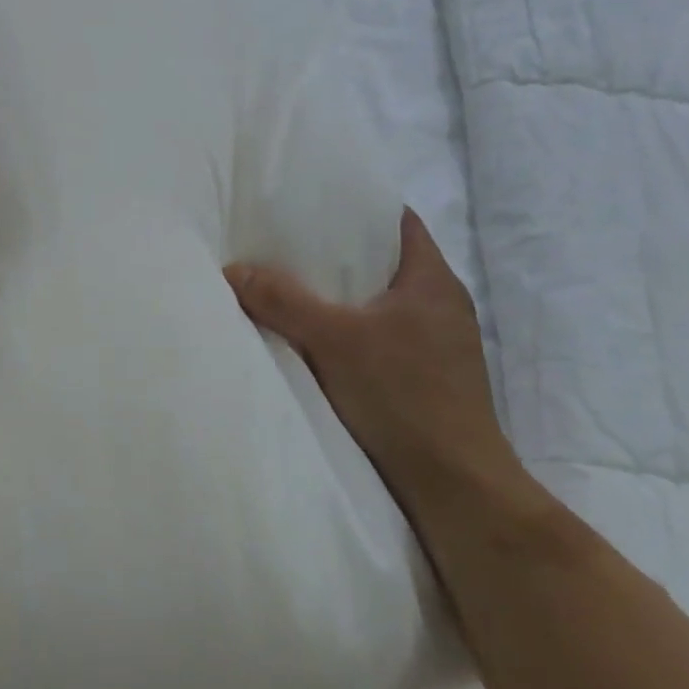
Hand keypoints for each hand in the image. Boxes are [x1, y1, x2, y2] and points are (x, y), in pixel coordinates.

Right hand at [225, 208, 520, 507]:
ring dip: (339, 294)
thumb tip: (232, 269)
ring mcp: (436, 345)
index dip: (357, 205)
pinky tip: (311, 335)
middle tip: (283, 240)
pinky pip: (378, 335)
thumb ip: (281, 300)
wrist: (455, 488)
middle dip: (336, 250)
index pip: (398, 221)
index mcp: (432, 282)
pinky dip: (346, 328)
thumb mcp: (333, 340)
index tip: (310, 200)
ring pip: (378, 301)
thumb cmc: (404, 398)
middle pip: (383, 260)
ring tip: (287, 283)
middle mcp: (440, 306)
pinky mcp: (424, 378)